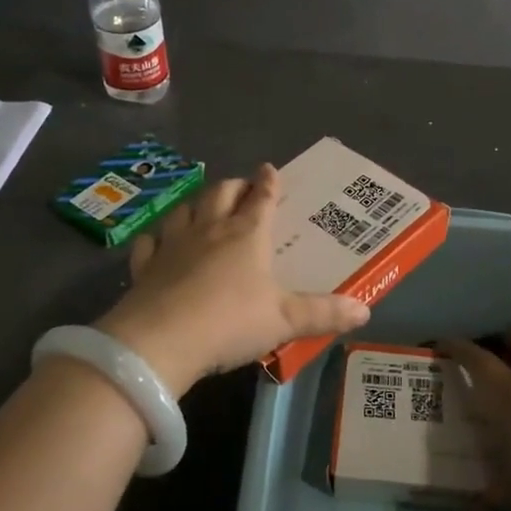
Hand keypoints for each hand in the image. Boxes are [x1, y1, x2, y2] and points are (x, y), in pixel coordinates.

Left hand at [95, 164, 369, 397]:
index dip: (268, 183)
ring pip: (185, 210)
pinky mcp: (145, 267)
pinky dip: (157, 237)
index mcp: (246, 235)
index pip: (261, 199)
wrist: (159, 341)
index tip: (270, 168)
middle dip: (234, 186)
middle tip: (242, 187)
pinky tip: (158, 241)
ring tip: (203, 206)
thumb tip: (365, 311)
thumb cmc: (230, 322)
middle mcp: (209, 230)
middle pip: (221, 194)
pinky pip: (150, 241)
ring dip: (197, 204)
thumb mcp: (285, 320)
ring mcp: (173, 245)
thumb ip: (324, 313)